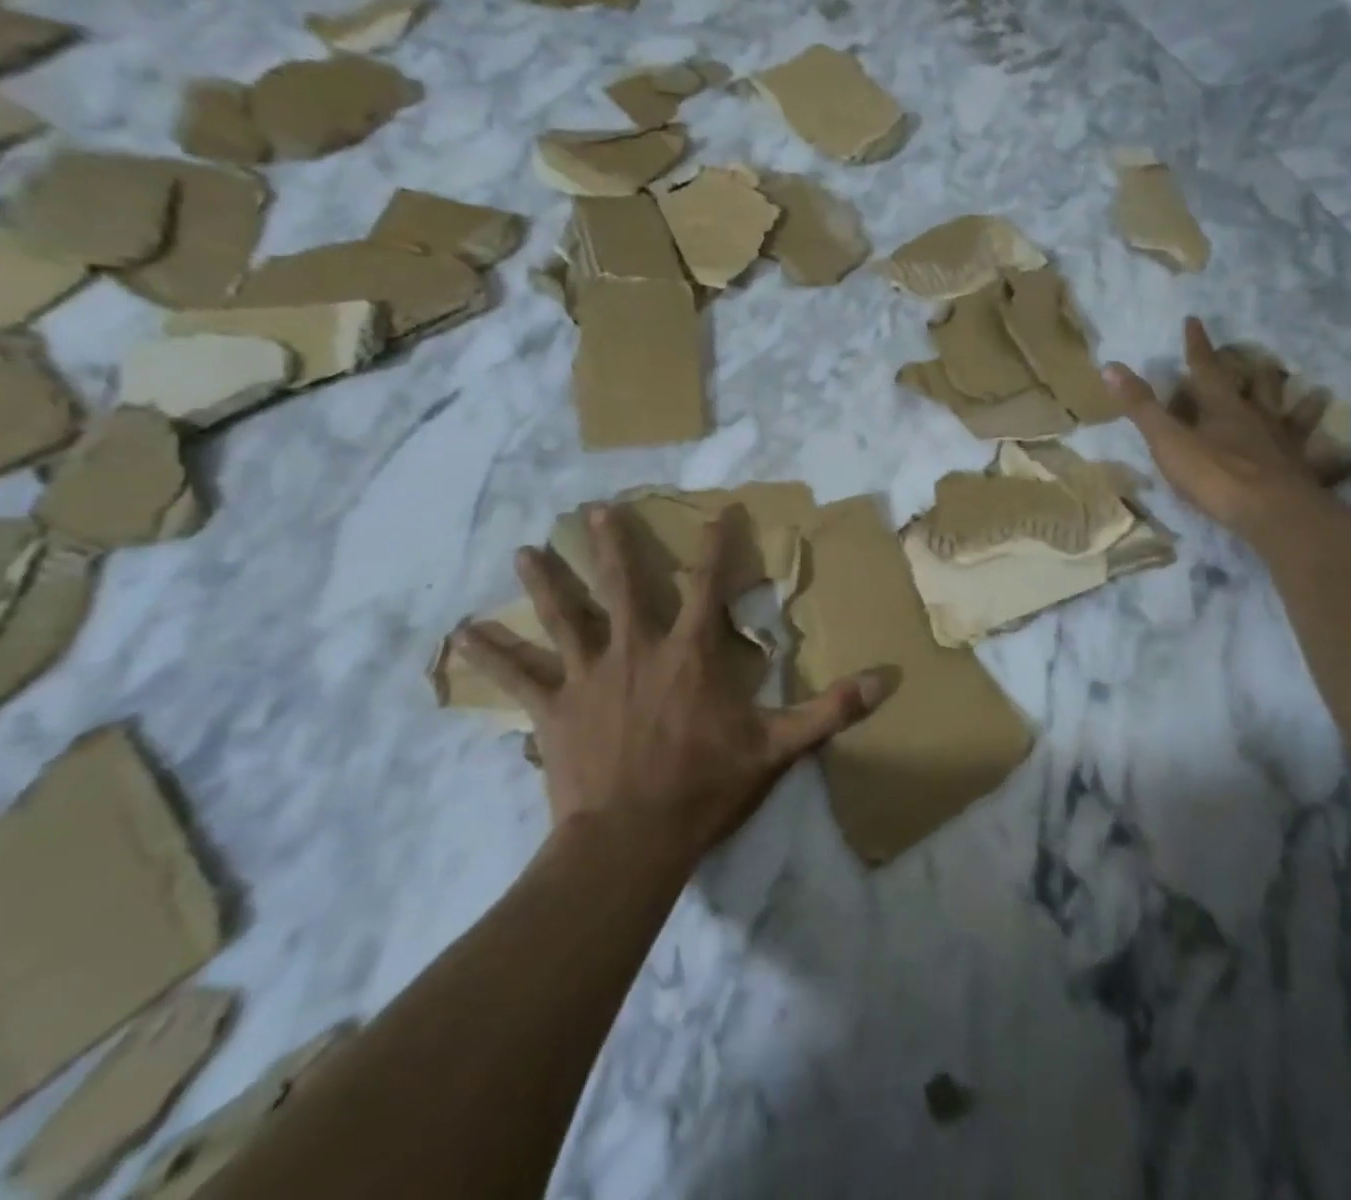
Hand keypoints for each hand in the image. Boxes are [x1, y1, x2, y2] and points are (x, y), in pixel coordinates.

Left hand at [453, 508, 888, 861]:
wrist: (631, 840)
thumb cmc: (704, 787)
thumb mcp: (777, 748)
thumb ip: (829, 710)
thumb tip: (887, 681)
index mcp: (689, 654)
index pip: (708, 585)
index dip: (716, 545)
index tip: (718, 510)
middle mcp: (636, 649)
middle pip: (622, 584)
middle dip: (611, 544)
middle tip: (591, 510)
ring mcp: (589, 675)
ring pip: (564, 617)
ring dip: (545, 581)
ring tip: (523, 550)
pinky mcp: (554, 708)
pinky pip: (518, 677)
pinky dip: (492, 655)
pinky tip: (463, 635)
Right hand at [1104, 316, 1350, 531]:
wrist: (1271, 512)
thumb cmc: (1214, 474)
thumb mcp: (1167, 440)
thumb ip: (1141, 406)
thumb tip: (1110, 366)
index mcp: (1222, 409)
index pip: (1207, 369)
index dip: (1198, 346)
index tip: (1195, 321)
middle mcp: (1258, 420)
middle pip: (1259, 388)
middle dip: (1255, 372)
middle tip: (1262, 359)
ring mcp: (1285, 446)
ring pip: (1296, 418)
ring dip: (1305, 405)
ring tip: (1318, 393)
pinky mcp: (1305, 475)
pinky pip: (1326, 464)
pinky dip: (1338, 461)